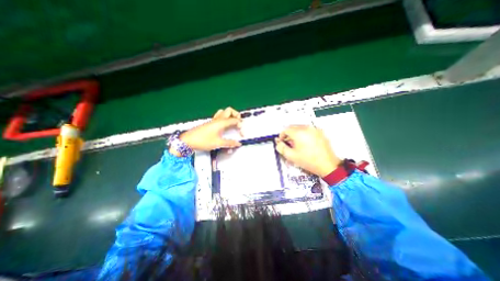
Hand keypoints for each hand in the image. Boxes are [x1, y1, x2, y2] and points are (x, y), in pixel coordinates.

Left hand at [169, 108, 242, 156]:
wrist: (188, 140)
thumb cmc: (203, 141)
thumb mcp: (218, 143)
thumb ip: (229, 143)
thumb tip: (238, 143)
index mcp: (221, 123)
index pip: (235, 120)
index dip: (240, 125)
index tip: (242, 134)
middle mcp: (218, 119)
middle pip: (229, 110)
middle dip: (236, 115)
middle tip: (239, 123)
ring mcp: (213, 120)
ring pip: (223, 112)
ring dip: (230, 115)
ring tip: (233, 122)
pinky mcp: (210, 123)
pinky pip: (219, 116)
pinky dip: (224, 117)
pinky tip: (224, 125)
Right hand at [275, 125, 341, 175]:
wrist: (327, 165)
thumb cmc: (309, 161)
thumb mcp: (291, 156)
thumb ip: (281, 148)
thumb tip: (278, 143)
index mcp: (299, 133)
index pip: (286, 129)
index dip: (281, 136)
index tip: (282, 141)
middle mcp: (307, 128)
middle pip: (293, 127)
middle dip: (288, 134)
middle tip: (288, 143)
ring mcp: (315, 129)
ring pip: (301, 128)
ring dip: (296, 134)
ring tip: (297, 144)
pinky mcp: (320, 132)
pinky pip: (308, 130)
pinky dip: (304, 134)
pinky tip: (305, 143)